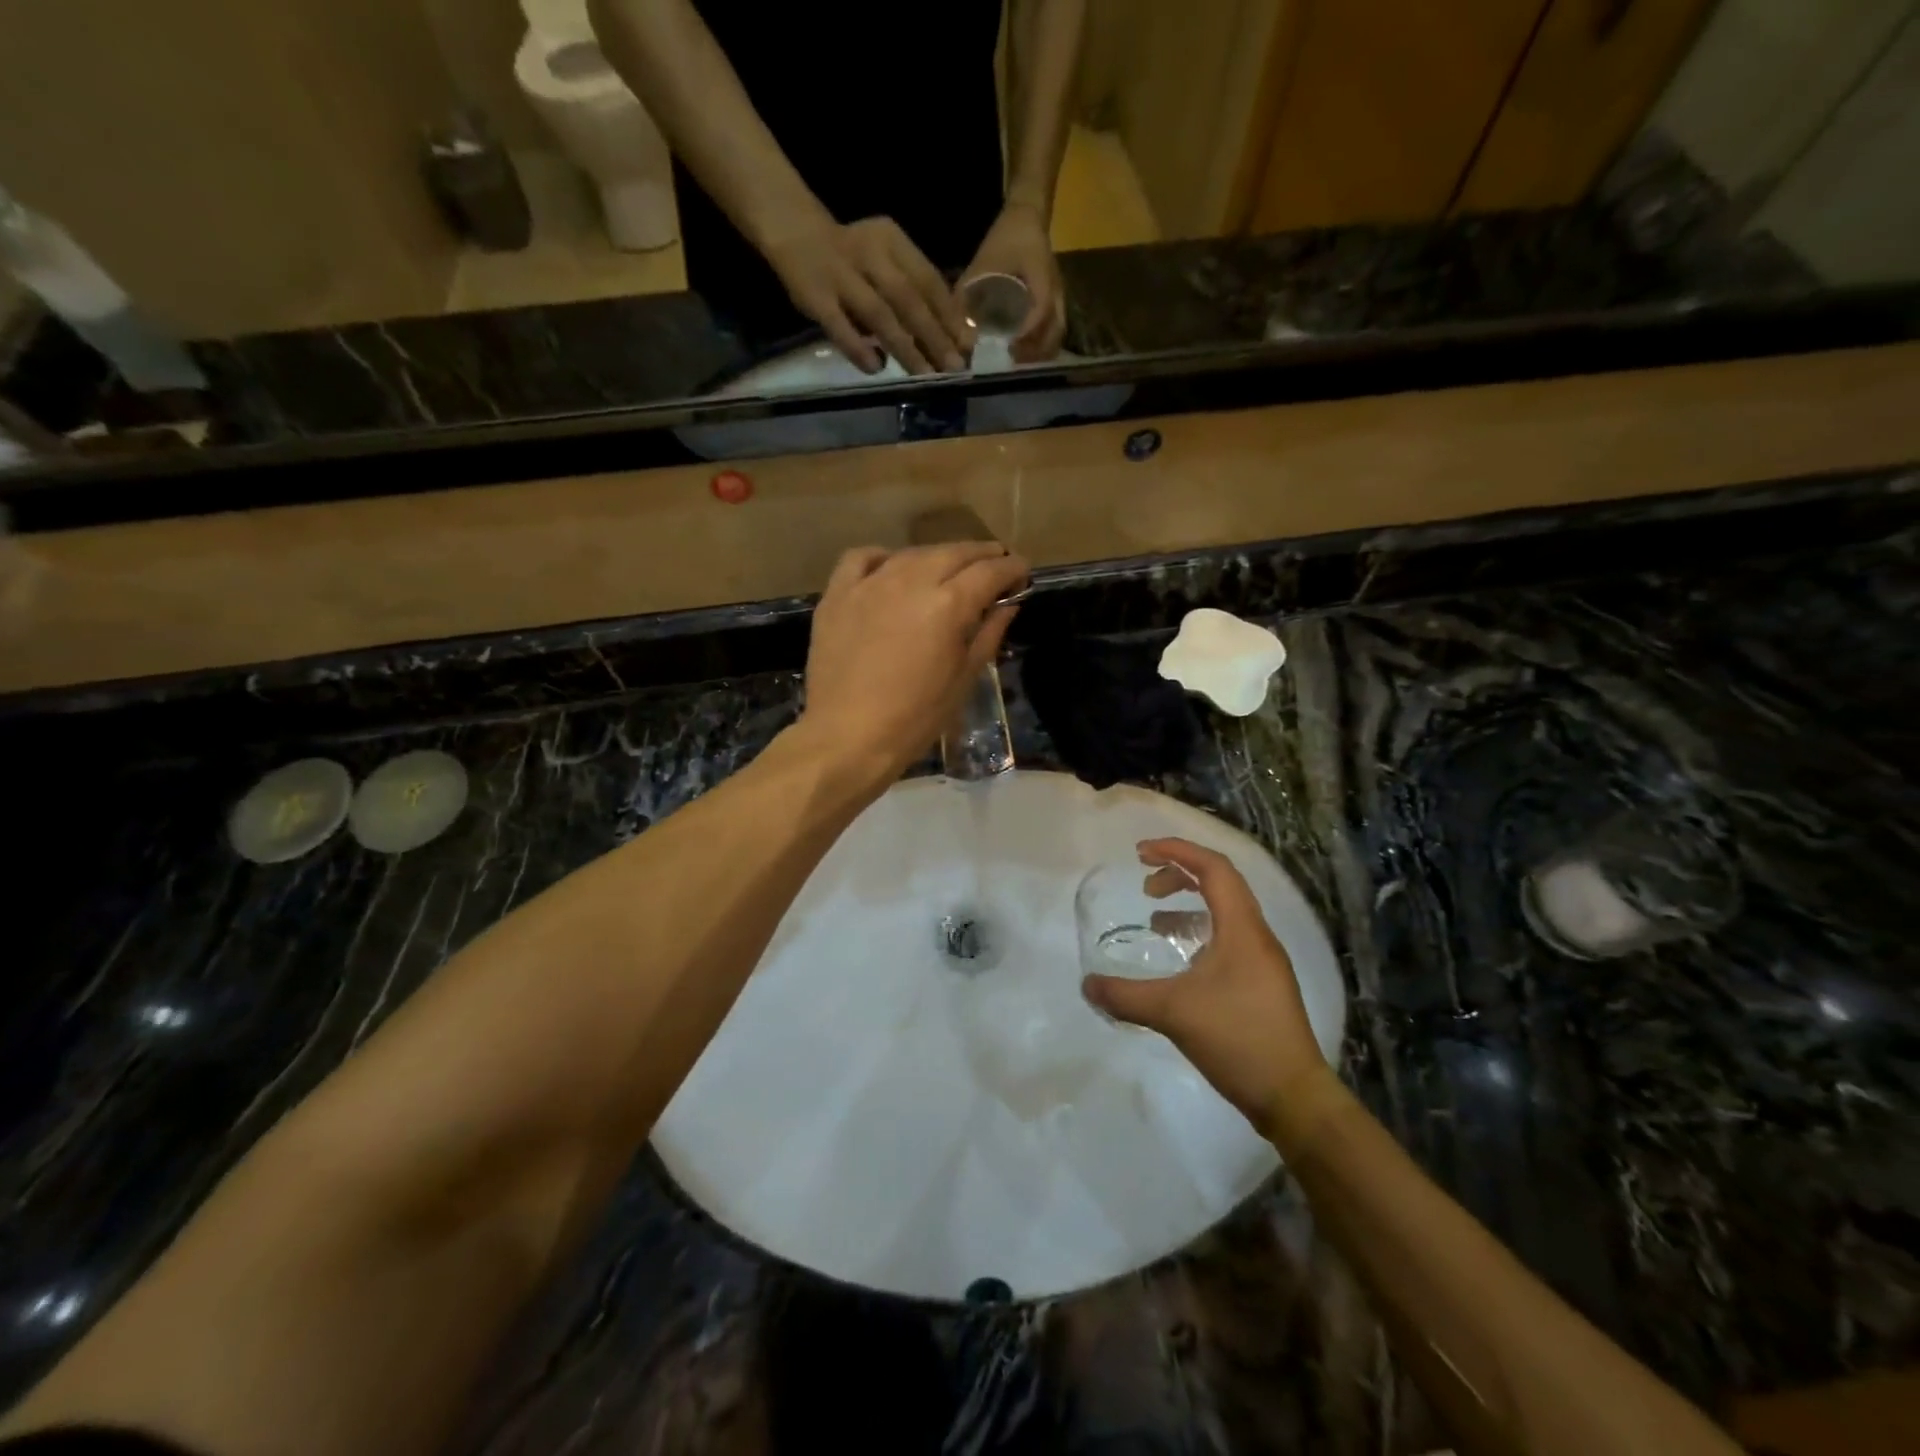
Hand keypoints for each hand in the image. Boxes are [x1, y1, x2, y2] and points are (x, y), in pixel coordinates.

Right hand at [763, 214, 974, 374]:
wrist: (793, 229)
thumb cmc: (852, 256)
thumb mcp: (886, 259)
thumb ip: (913, 290)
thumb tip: (952, 336)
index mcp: (892, 241)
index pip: (928, 280)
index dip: (950, 314)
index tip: (969, 345)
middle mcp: (869, 253)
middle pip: (909, 299)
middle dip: (935, 336)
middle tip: (954, 367)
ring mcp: (839, 275)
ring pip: (879, 315)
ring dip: (905, 347)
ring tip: (925, 375)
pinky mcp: (814, 296)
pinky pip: (839, 326)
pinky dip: (859, 349)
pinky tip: (876, 368)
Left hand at [800, 543, 1028, 785]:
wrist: (847, 737)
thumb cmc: (915, 718)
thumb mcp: (963, 679)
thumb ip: (988, 634)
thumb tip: (1007, 605)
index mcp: (948, 605)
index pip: (990, 571)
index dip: (1013, 568)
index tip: (1022, 574)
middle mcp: (910, 581)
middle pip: (954, 552)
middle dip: (982, 555)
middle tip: (995, 565)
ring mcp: (870, 584)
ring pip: (912, 553)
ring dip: (938, 557)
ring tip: (950, 570)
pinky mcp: (838, 594)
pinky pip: (862, 558)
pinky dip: (883, 558)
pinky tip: (892, 572)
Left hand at [960, 202, 1065, 362]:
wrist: (1027, 218)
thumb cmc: (1006, 239)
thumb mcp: (984, 262)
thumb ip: (968, 294)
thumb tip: (956, 330)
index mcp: (1041, 276)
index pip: (1040, 309)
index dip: (1026, 331)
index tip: (1008, 348)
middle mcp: (1056, 291)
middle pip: (1053, 331)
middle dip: (1033, 352)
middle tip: (1010, 365)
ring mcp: (1059, 298)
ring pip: (1056, 334)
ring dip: (1039, 353)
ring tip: (1016, 365)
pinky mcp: (1056, 304)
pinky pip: (1054, 331)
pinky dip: (1041, 346)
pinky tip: (1024, 355)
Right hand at [1083, 839, 1327, 1133]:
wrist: (1293, 1096)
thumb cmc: (1238, 1040)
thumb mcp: (1173, 1013)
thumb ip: (1125, 996)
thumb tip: (1087, 984)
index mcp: (1242, 928)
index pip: (1213, 868)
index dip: (1177, 850)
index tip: (1140, 852)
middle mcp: (1257, 935)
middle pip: (1221, 883)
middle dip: (1180, 874)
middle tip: (1145, 885)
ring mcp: (1263, 961)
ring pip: (1225, 912)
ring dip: (1189, 904)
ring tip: (1155, 921)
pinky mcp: (1261, 983)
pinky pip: (1228, 938)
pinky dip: (1199, 933)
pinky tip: (1180, 960)